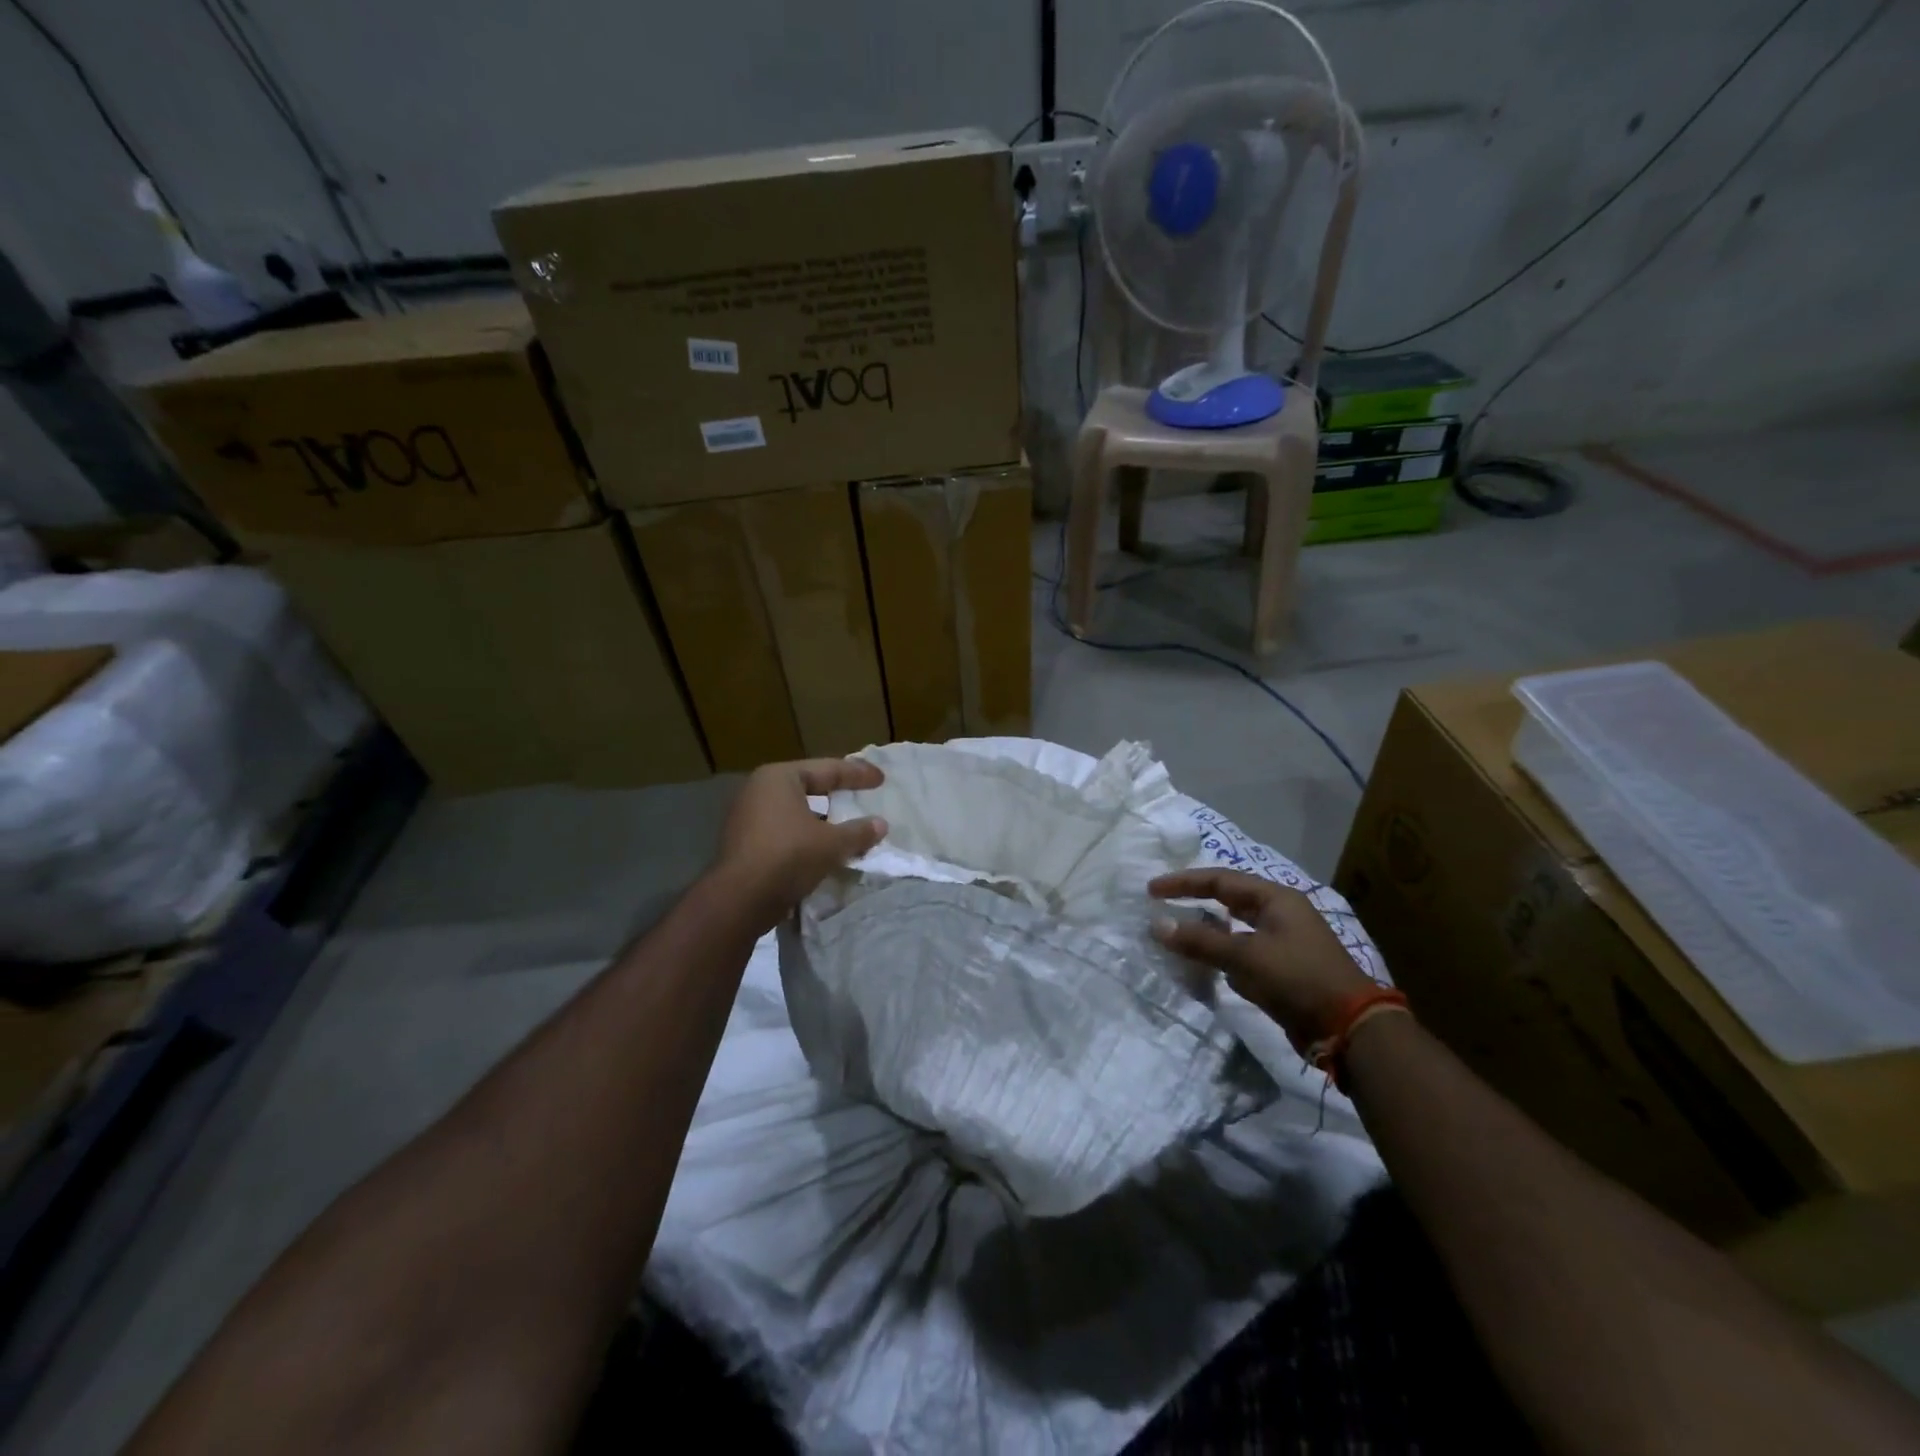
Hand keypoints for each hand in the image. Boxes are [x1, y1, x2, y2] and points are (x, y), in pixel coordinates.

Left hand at [715, 757, 888, 930]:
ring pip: (795, 811)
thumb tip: (881, 825)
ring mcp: (746, 816)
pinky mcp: (743, 842)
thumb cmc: (788, 856)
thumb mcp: (832, 843)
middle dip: (836, 793)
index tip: (881, 779)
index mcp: (779, 778)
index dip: (857, 774)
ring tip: (845, 825)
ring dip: (821, 819)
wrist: (740, 900)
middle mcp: (758, 790)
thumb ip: (859, 832)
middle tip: (861, 795)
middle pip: (808, 786)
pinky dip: (804, 835)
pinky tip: (822, 848)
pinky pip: (783, 830)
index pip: (827, 769)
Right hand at [1149, 868, 1376, 1052]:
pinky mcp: (1282, 970)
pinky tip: (1203, 966)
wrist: (1348, 1028)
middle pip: (1228, 900)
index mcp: (1276, 899)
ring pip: (1233, 929)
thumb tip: (1157, 925)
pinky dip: (1220, 956)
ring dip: (1205, 932)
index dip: (1184, 882)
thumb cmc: (1297, 978)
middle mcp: (1279, 914)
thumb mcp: (1245, 956)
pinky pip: (1241, 954)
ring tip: (1175, 936)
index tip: (1152, 890)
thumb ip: (1200, 940)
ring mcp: (1282, 943)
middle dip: (1194, 902)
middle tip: (1161, 907)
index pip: (1220, 880)